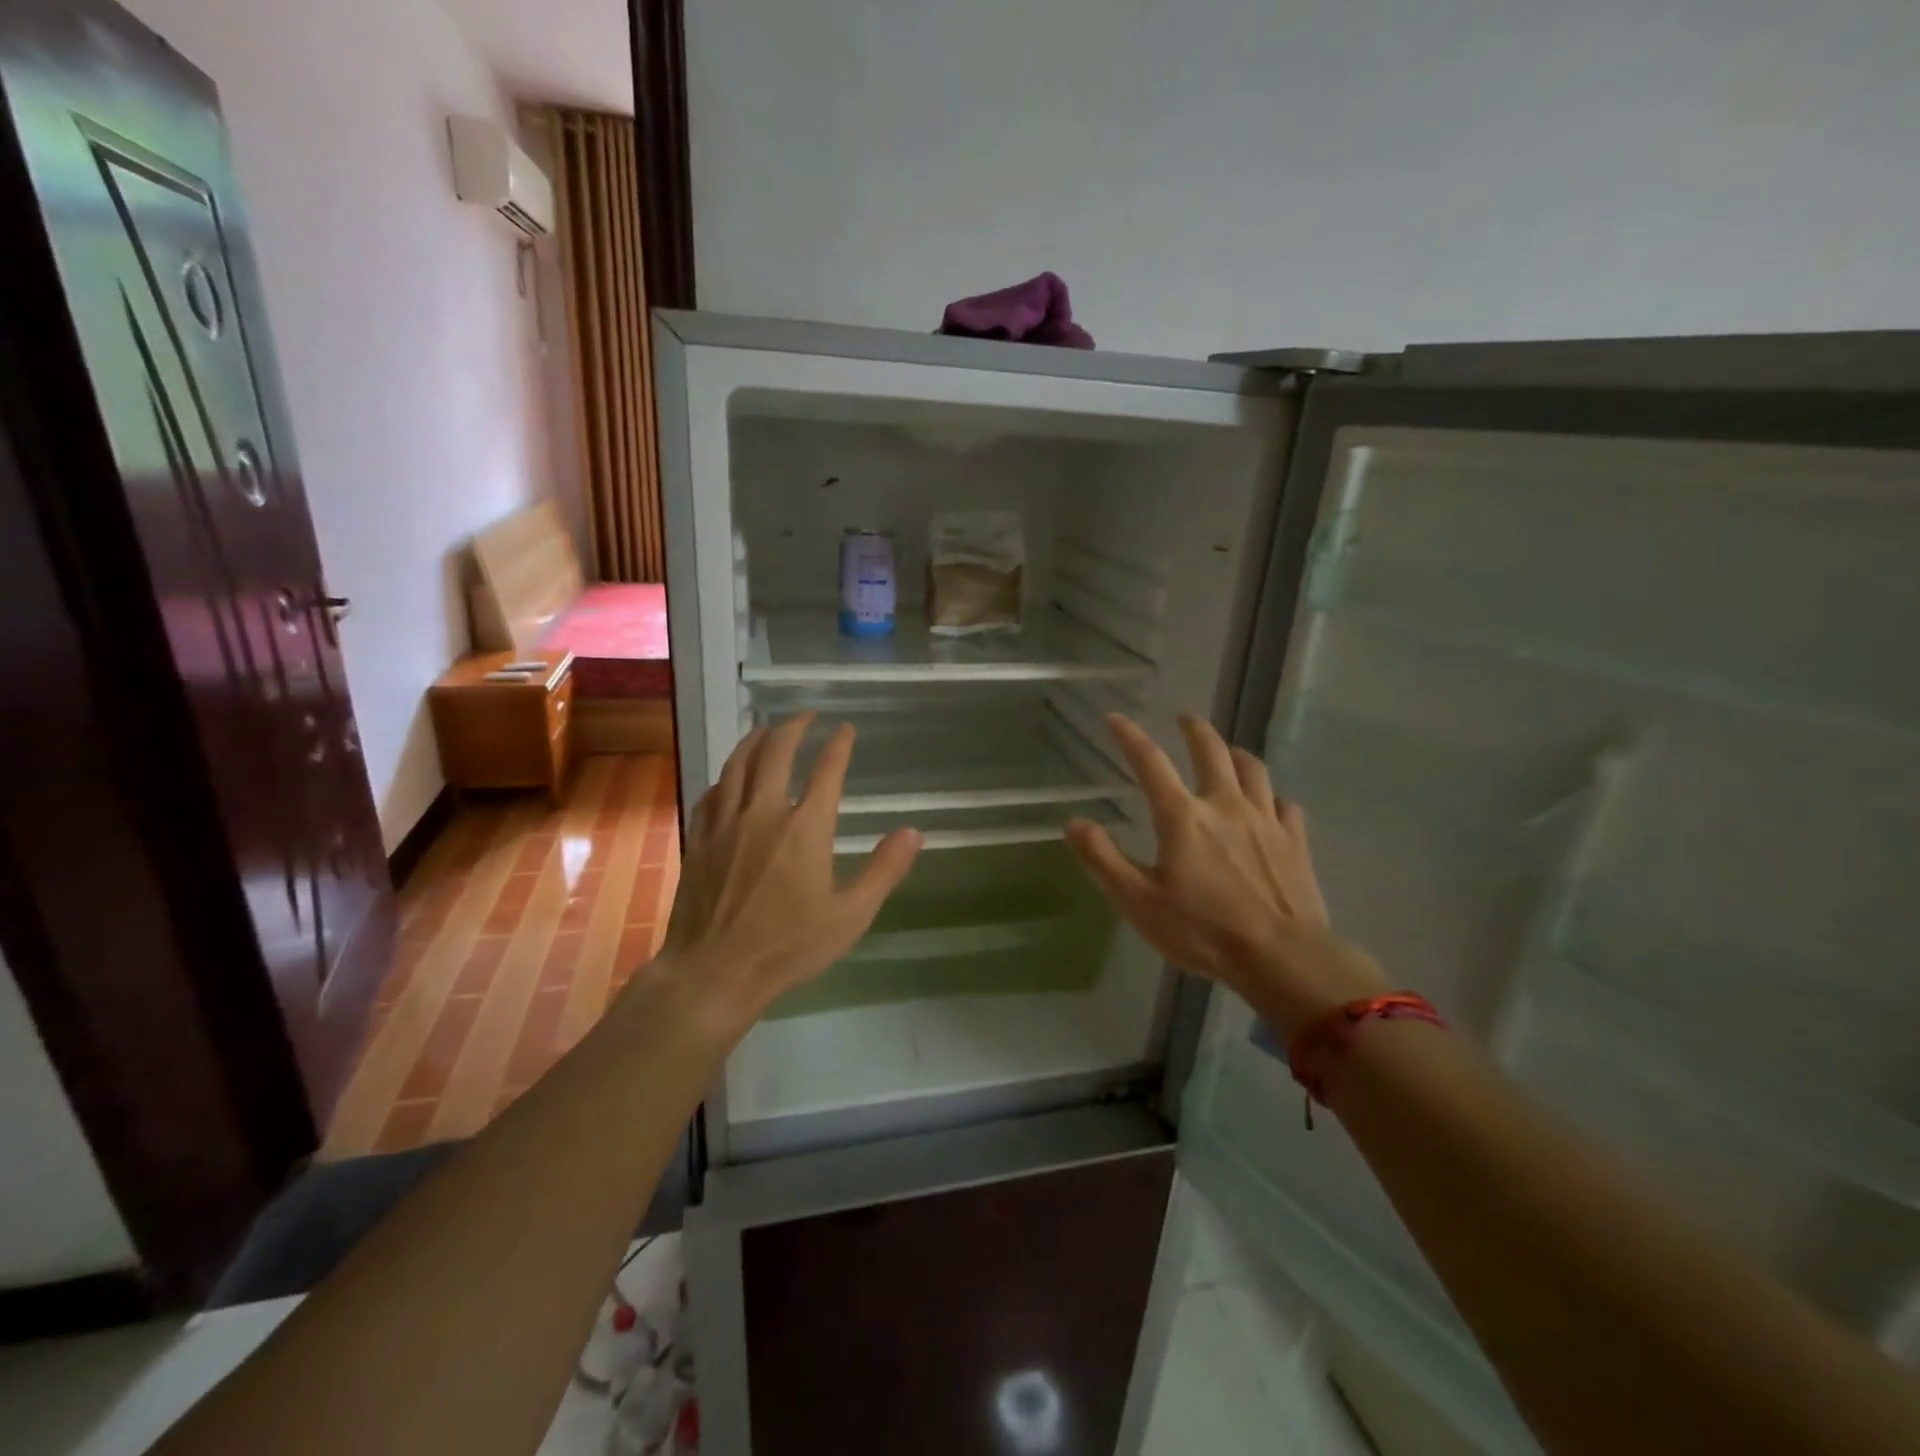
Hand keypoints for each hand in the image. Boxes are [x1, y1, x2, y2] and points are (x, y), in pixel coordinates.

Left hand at [656, 713, 921, 1033]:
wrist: (714, 973)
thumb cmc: (788, 947)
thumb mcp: (851, 915)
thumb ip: (884, 870)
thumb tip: (914, 832)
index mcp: (804, 829)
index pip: (826, 771)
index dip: (838, 745)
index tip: (845, 729)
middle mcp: (763, 814)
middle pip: (775, 753)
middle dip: (793, 727)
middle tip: (806, 716)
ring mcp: (725, 825)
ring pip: (737, 765)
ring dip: (755, 740)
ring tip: (766, 729)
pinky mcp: (698, 841)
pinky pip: (711, 795)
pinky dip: (725, 778)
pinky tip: (729, 779)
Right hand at [1065, 713, 1385, 1038]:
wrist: (1283, 957)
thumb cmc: (1203, 930)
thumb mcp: (1138, 901)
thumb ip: (1103, 859)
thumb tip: (1075, 823)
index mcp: (1183, 817)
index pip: (1150, 763)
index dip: (1129, 737)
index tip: (1115, 718)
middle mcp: (1226, 806)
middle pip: (1212, 751)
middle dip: (1195, 730)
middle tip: (1185, 718)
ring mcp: (1266, 821)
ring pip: (1254, 770)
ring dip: (1237, 754)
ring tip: (1229, 751)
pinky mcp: (1295, 842)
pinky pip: (1285, 806)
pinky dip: (1273, 797)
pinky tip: (1271, 804)